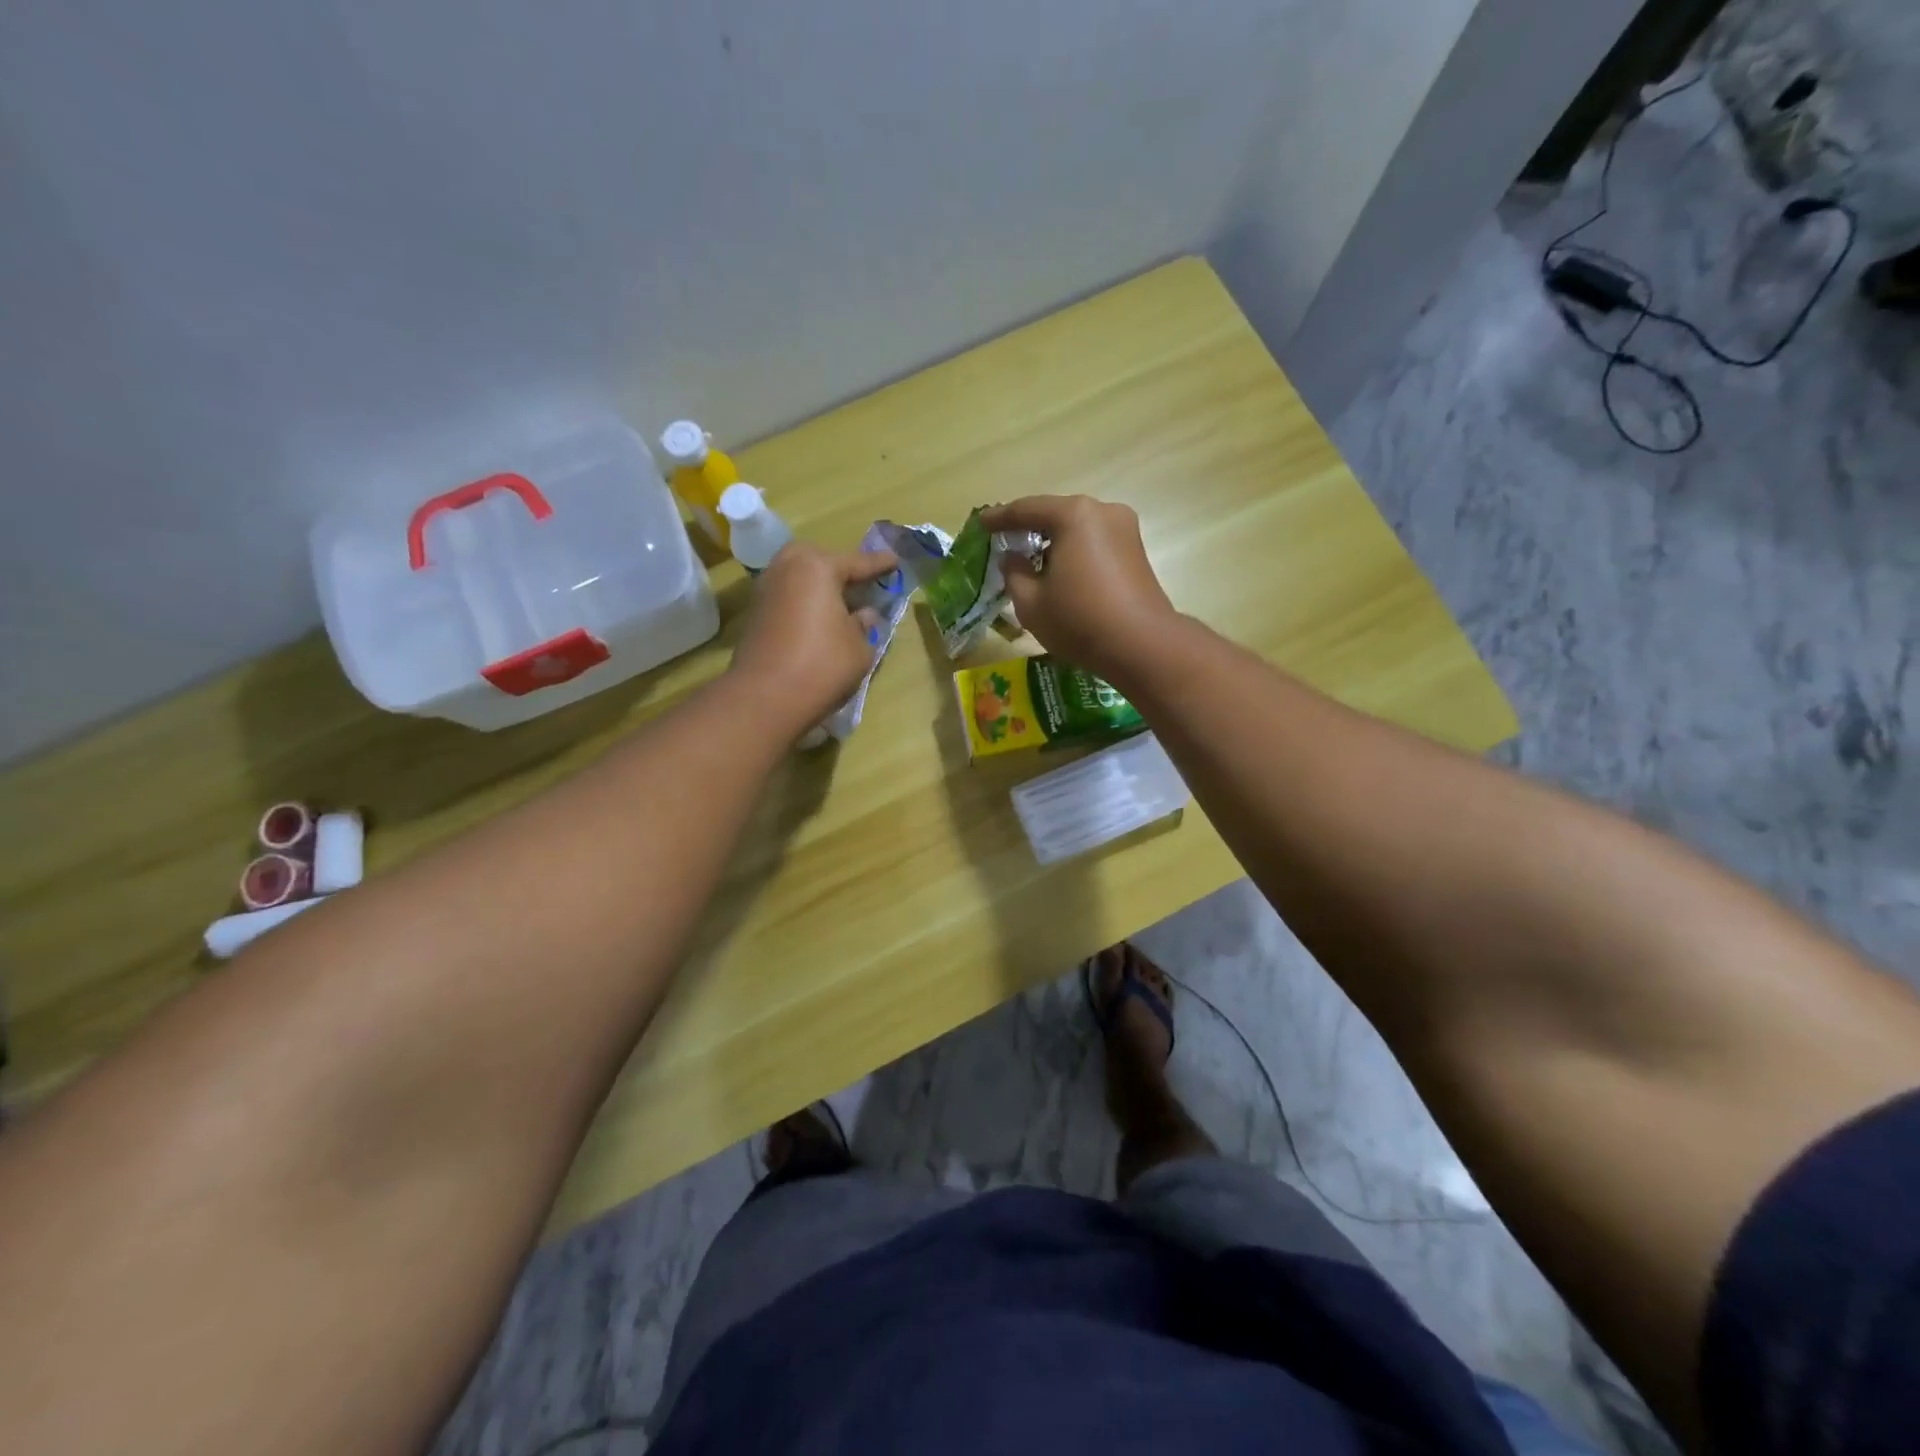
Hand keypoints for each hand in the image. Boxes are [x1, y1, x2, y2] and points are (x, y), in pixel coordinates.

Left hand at [730, 542, 897, 738]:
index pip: (857, 562)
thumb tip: (863, 615)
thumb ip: (865, 625)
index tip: (895, 561)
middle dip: (840, 569)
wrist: (765, 698)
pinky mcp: (756, 615)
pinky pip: (789, 598)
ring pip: (800, 579)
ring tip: (842, 604)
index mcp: (817, 567)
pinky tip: (820, 621)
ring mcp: (766, 591)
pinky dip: (805, 603)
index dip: (879, 565)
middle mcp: (787, 569)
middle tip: (861, 583)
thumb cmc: (822, 665)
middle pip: (819, 561)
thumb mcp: (859, 648)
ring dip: (820, 588)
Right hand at [980, 496, 1176, 680]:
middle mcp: (1103, 512)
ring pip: (1077, 529)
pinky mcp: (1136, 552)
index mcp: (1073, 515)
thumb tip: (1013, 559)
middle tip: (1005, 542)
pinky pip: (1095, 544)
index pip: (1026, 509)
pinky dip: (1074, 552)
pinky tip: (1059, 572)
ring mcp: (1125, 530)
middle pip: (1056, 515)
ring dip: (1053, 542)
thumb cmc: (1078, 620)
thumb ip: (1014, 573)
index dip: (999, 518)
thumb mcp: (1031, 602)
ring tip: (1031, 562)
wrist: (1141, 645)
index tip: (981, 524)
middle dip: (1029, 529)